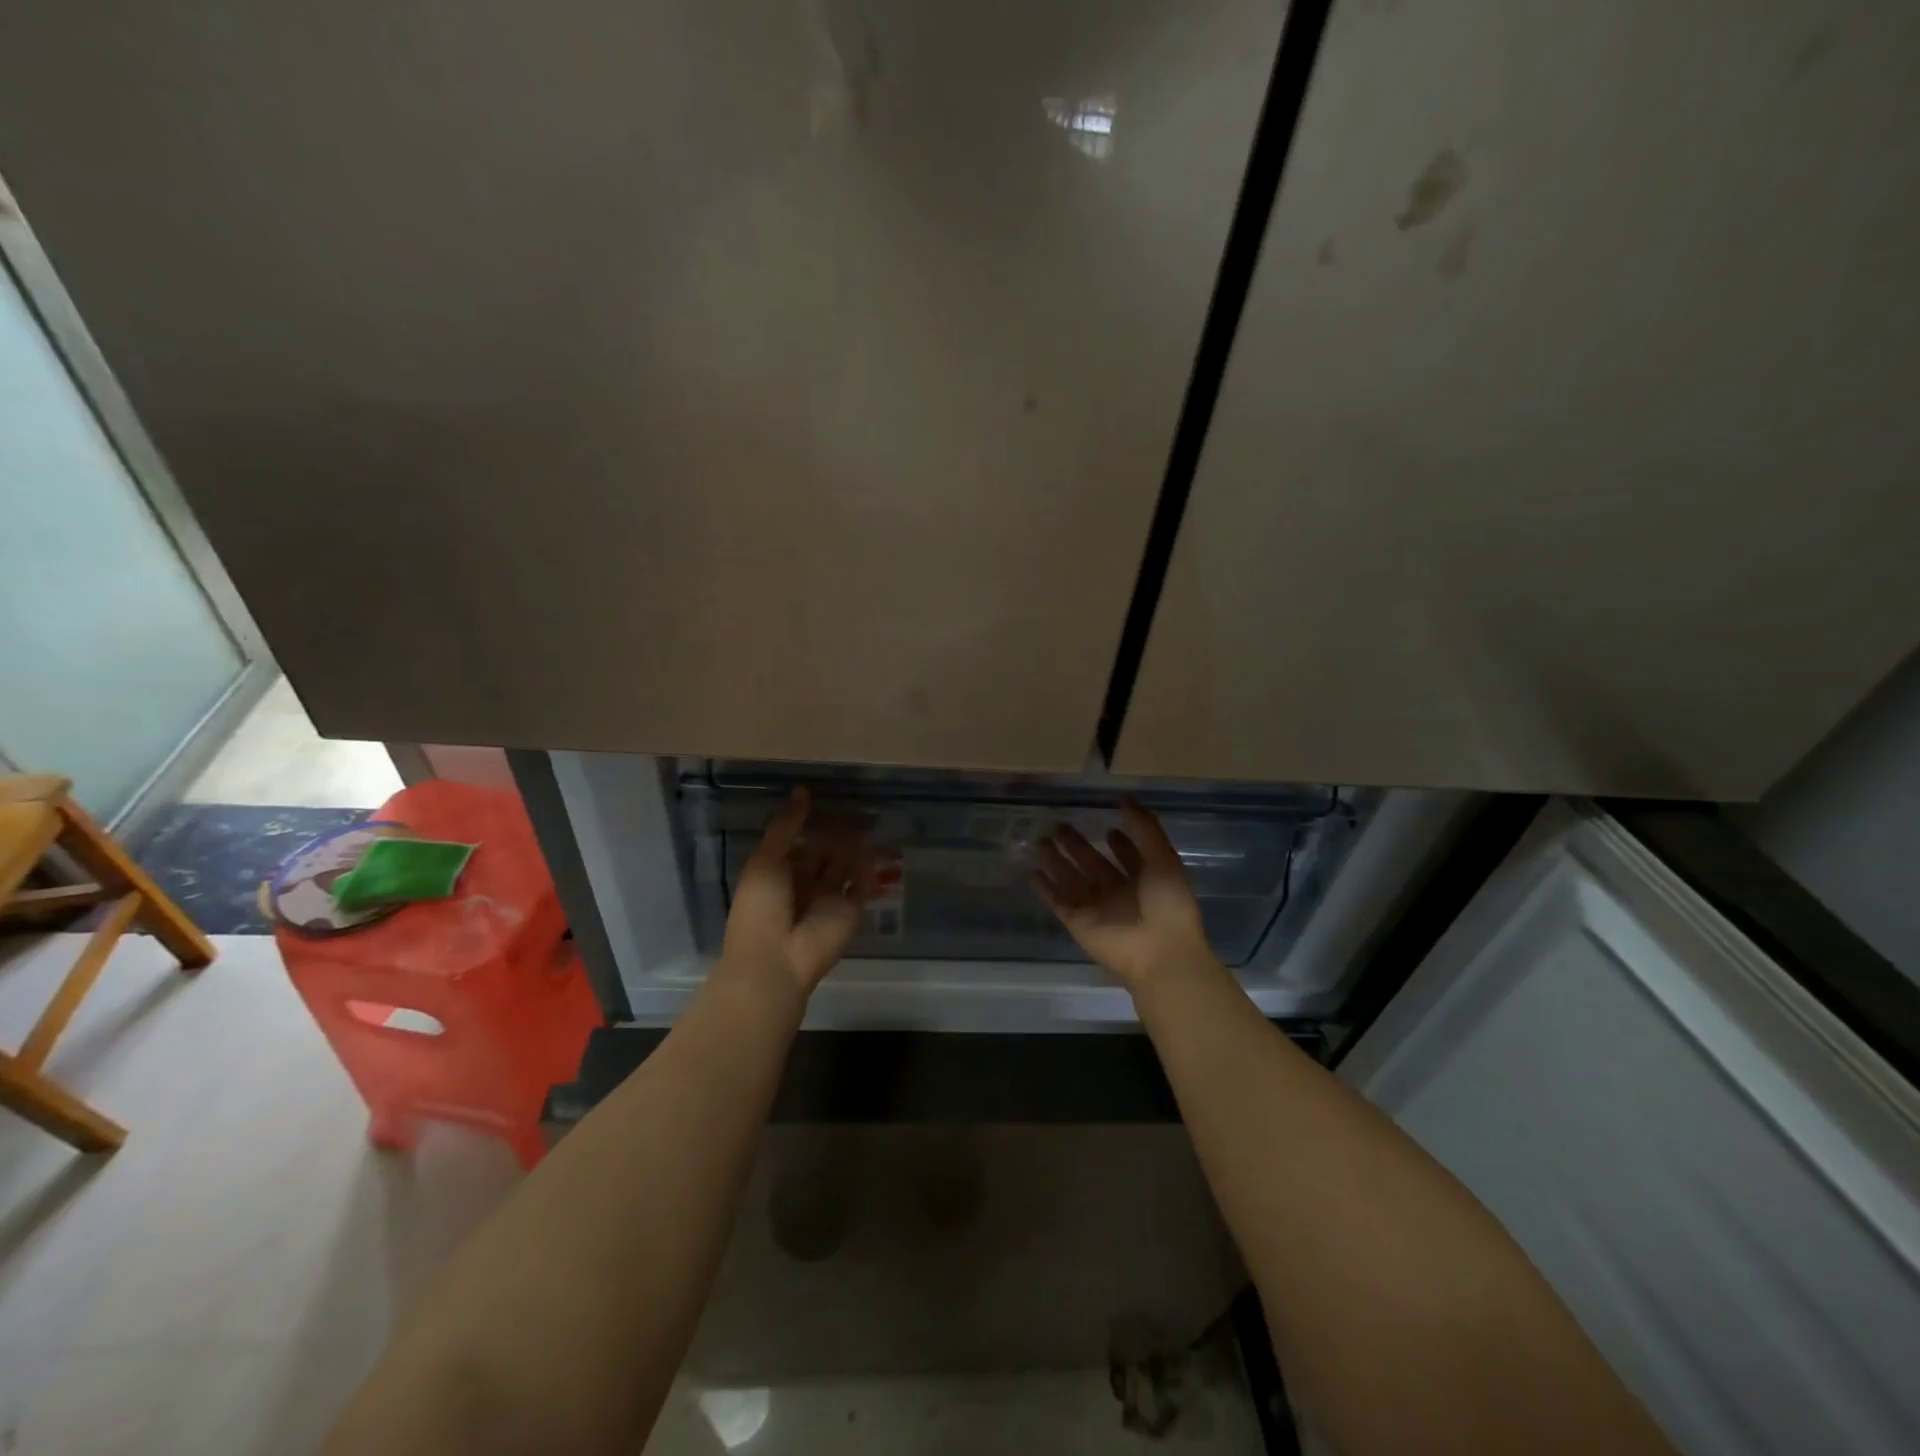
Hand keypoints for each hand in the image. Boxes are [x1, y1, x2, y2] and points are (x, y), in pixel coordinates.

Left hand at [720, 788, 873, 995]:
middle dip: (840, 833)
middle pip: (826, 852)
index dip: (814, 823)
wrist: (775, 960)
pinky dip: (869, 871)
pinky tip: (875, 852)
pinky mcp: (850, 912)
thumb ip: (786, 826)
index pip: (801, 842)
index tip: (830, 799)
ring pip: (846, 866)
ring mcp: (829, 899)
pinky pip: (862, 886)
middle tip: (859, 810)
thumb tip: (802, 790)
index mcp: (779, 872)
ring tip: (870, 824)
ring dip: (856, 848)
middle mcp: (805, 883)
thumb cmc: (761, 908)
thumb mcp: (766, 860)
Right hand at [1033, 797, 1214, 990]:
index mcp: (1145, 880)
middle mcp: (1119, 893)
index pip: (1129, 857)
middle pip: (1094, 865)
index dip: (1120, 843)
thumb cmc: (1168, 905)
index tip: (1107, 826)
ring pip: (1072, 880)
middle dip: (1078, 846)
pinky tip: (1033, 872)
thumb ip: (1145, 829)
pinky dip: (1046, 889)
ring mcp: (1097, 909)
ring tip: (1041, 841)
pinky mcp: (1079, 923)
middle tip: (1060, 825)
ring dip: (1057, 862)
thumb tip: (1125, 799)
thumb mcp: (1163, 859)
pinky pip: (1059, 902)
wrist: (1160, 954)